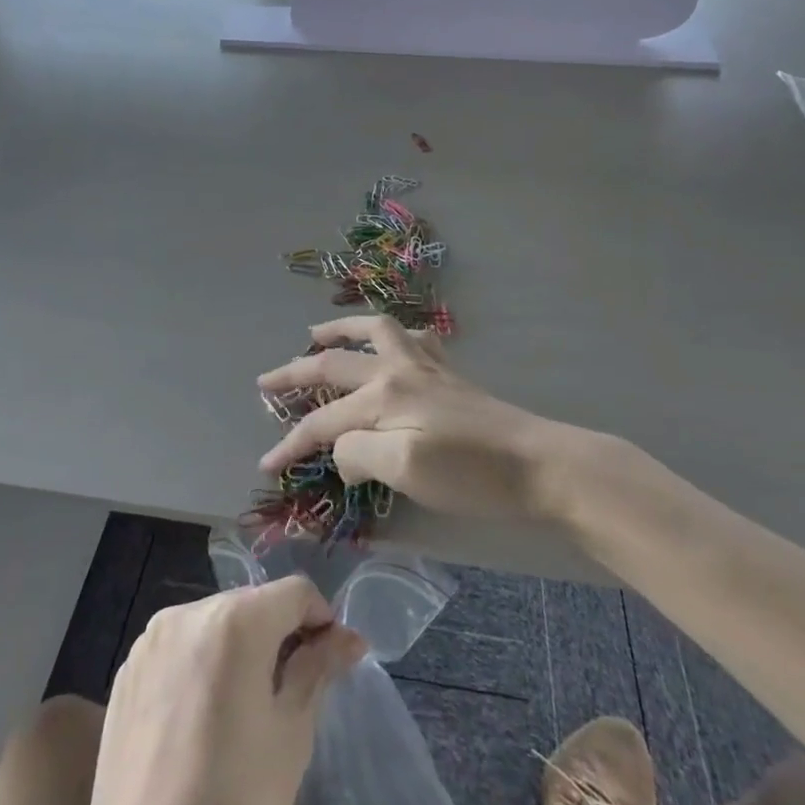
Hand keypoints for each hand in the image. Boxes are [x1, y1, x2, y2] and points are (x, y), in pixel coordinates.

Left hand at [72, 578, 362, 804]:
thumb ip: (317, 669)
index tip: (330, 660)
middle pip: (251, 603)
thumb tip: (349, 638)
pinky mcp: (126, 670)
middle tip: (292, 688)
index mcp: (235, 622)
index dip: (320, 619)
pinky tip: (201, 719)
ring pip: (213, 623)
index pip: (294, 592)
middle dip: (279, 632)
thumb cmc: (235, 804)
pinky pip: (179, 648)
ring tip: (245, 707)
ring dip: (239, 647)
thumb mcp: (291, 734)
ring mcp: (150, 640)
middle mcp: (188, 613)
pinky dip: (201, 664)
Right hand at [256, 315, 595, 520]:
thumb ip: (359, 453)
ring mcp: (425, 367)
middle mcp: (397, 371)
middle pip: (334, 365)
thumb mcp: (406, 471)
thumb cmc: (471, 474)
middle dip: (295, 373)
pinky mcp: (448, 375)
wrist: (539, 464)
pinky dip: (393, 335)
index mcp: (382, 397)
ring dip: (340, 330)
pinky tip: (393, 343)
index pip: (322, 421)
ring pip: (374, 332)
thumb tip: (341, 448)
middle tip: (266, 380)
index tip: (265, 465)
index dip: (290, 443)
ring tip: (317, 334)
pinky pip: (413, 339)